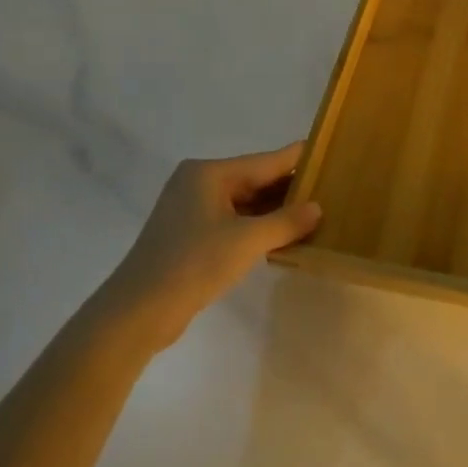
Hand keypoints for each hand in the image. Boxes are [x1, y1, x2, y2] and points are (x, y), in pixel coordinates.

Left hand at [95, 144, 321, 350]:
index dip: (298, 160)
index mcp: (209, 173)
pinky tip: (283, 236)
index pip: (266, 161)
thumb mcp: (248, 240)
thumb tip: (317, 208)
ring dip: (275, 211)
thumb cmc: (194, 263)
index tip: (329, 154)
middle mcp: (199, 183)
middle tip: (330, 190)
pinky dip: (257, 226)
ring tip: (314, 214)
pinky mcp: (189, 235)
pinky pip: (233, 221)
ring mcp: (191, 210)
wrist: (138, 312)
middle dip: (289, 188)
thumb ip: (286, 222)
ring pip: (245, 202)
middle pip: (255, 179)